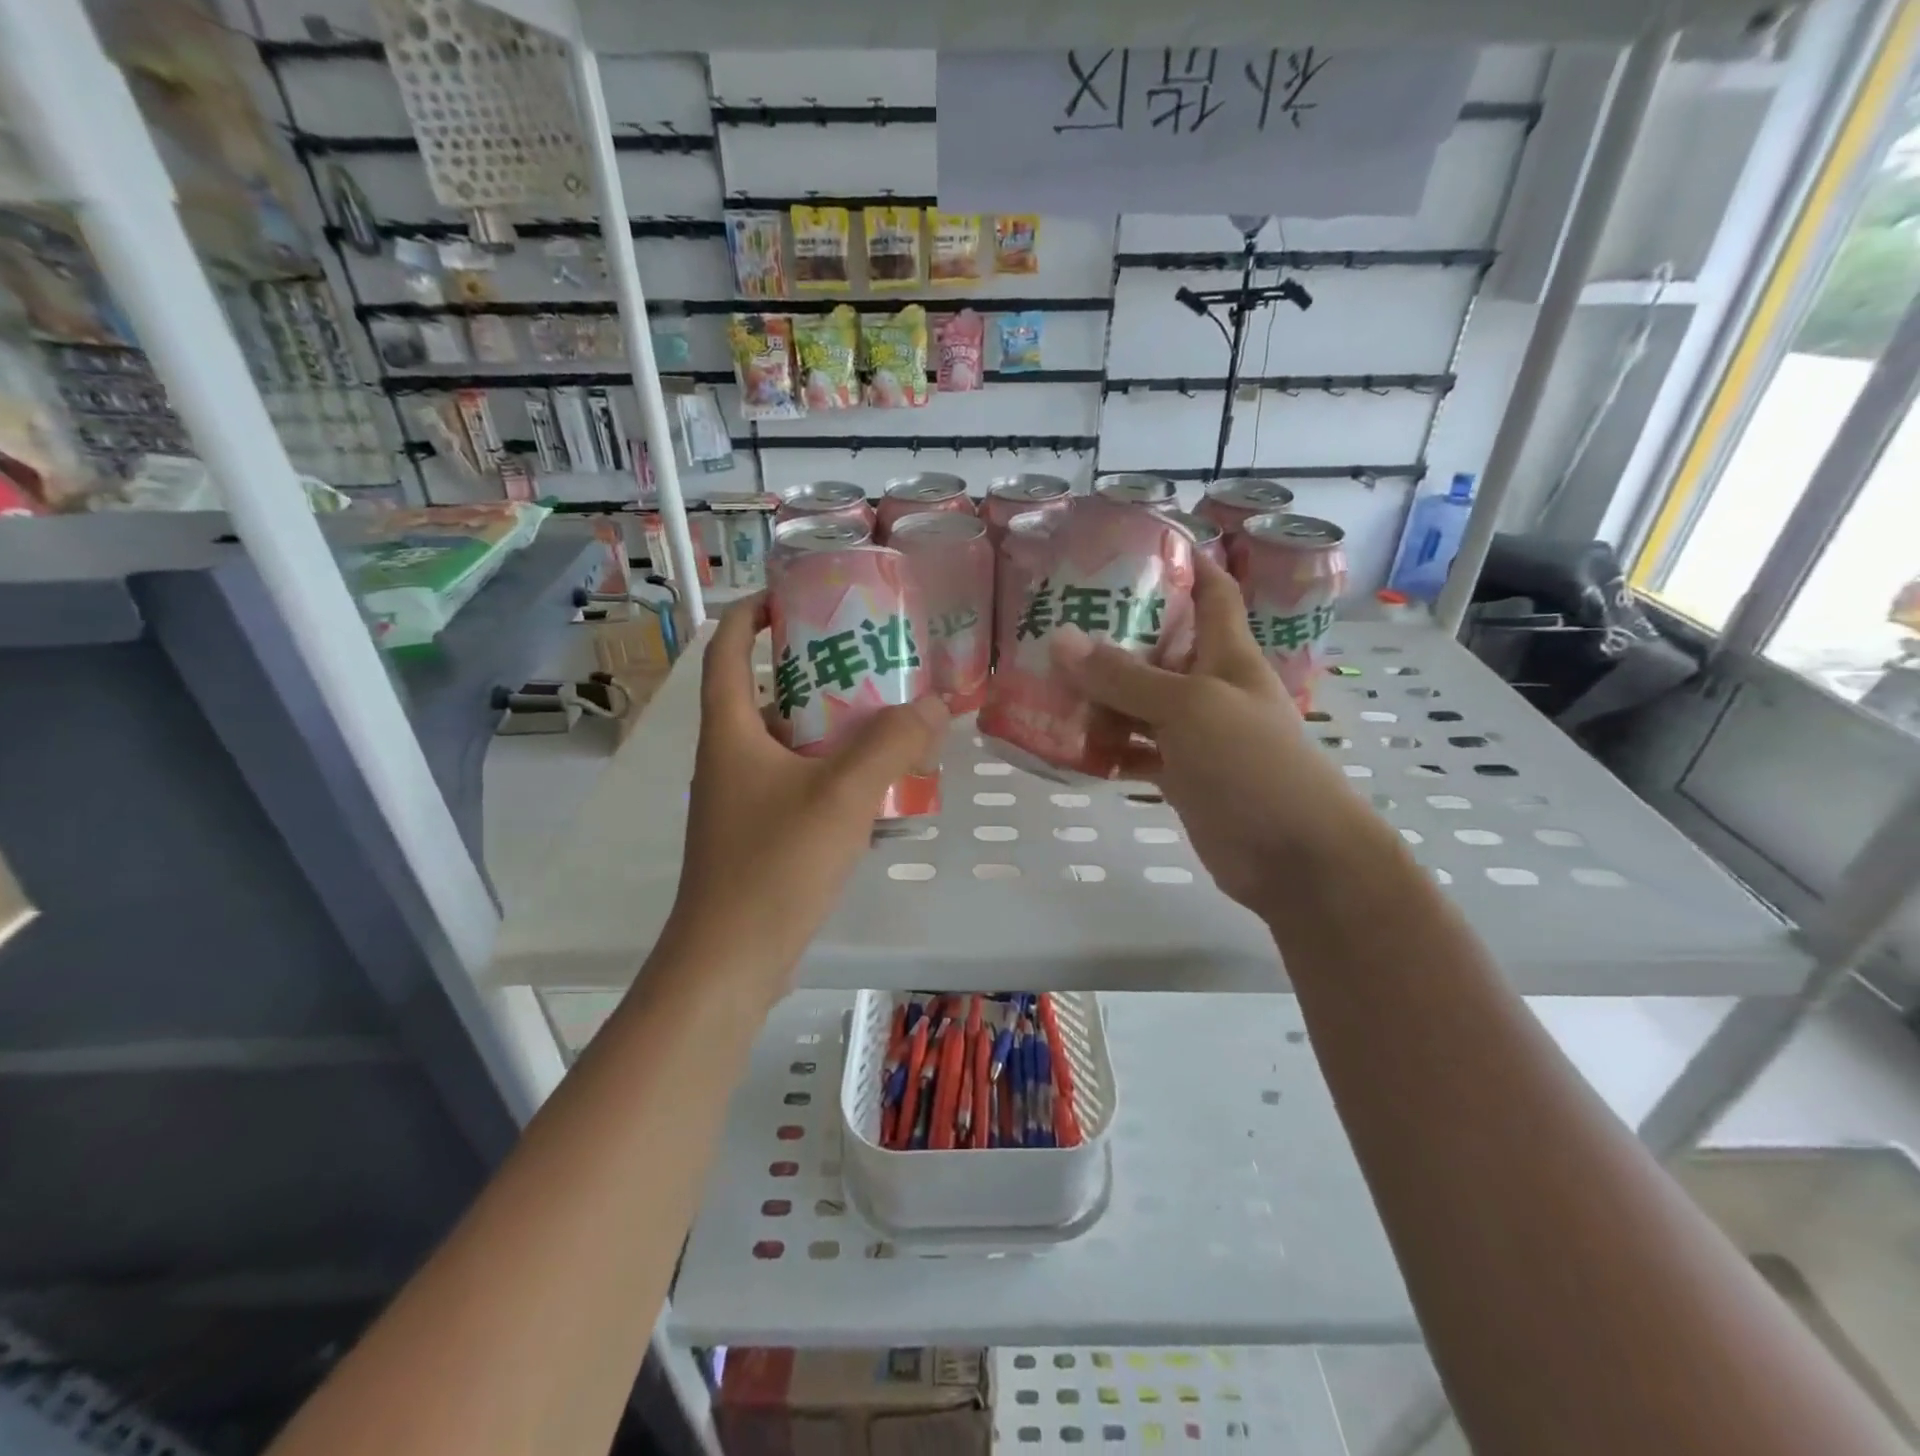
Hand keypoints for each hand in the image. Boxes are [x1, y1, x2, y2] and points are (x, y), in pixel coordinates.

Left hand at [665, 598, 948, 994]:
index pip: (728, 649)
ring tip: (885, 714)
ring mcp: (742, 799)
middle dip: (813, 670)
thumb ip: (891, 745)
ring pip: (787, 742)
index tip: (798, 595)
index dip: (754, 613)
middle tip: (869, 658)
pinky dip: (831, 770)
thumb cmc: (774, 866)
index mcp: (730, 731)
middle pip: (766, 693)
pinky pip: (798, 781)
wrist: (730, 962)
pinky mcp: (759, 834)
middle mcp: (729, 757)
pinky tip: (876, 782)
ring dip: (830, 724)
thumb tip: (935, 704)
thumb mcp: (841, 796)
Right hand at [1049, 556, 1384, 921]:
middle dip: (1115, 634)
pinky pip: (1136, 750)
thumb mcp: (1188, 708)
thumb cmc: (1253, 764)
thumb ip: (1125, 678)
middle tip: (1056, 619)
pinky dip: (1107, 747)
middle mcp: (1210, 688)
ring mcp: (1195, 734)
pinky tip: (1067, 743)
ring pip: (1139, 703)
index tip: (1137, 543)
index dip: (1186, 562)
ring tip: (1045, 680)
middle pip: (1160, 648)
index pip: (1213, 592)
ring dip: (1100, 695)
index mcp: (1227, 655)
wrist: (1295, 857)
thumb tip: (1062, 640)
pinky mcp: (1182, 775)